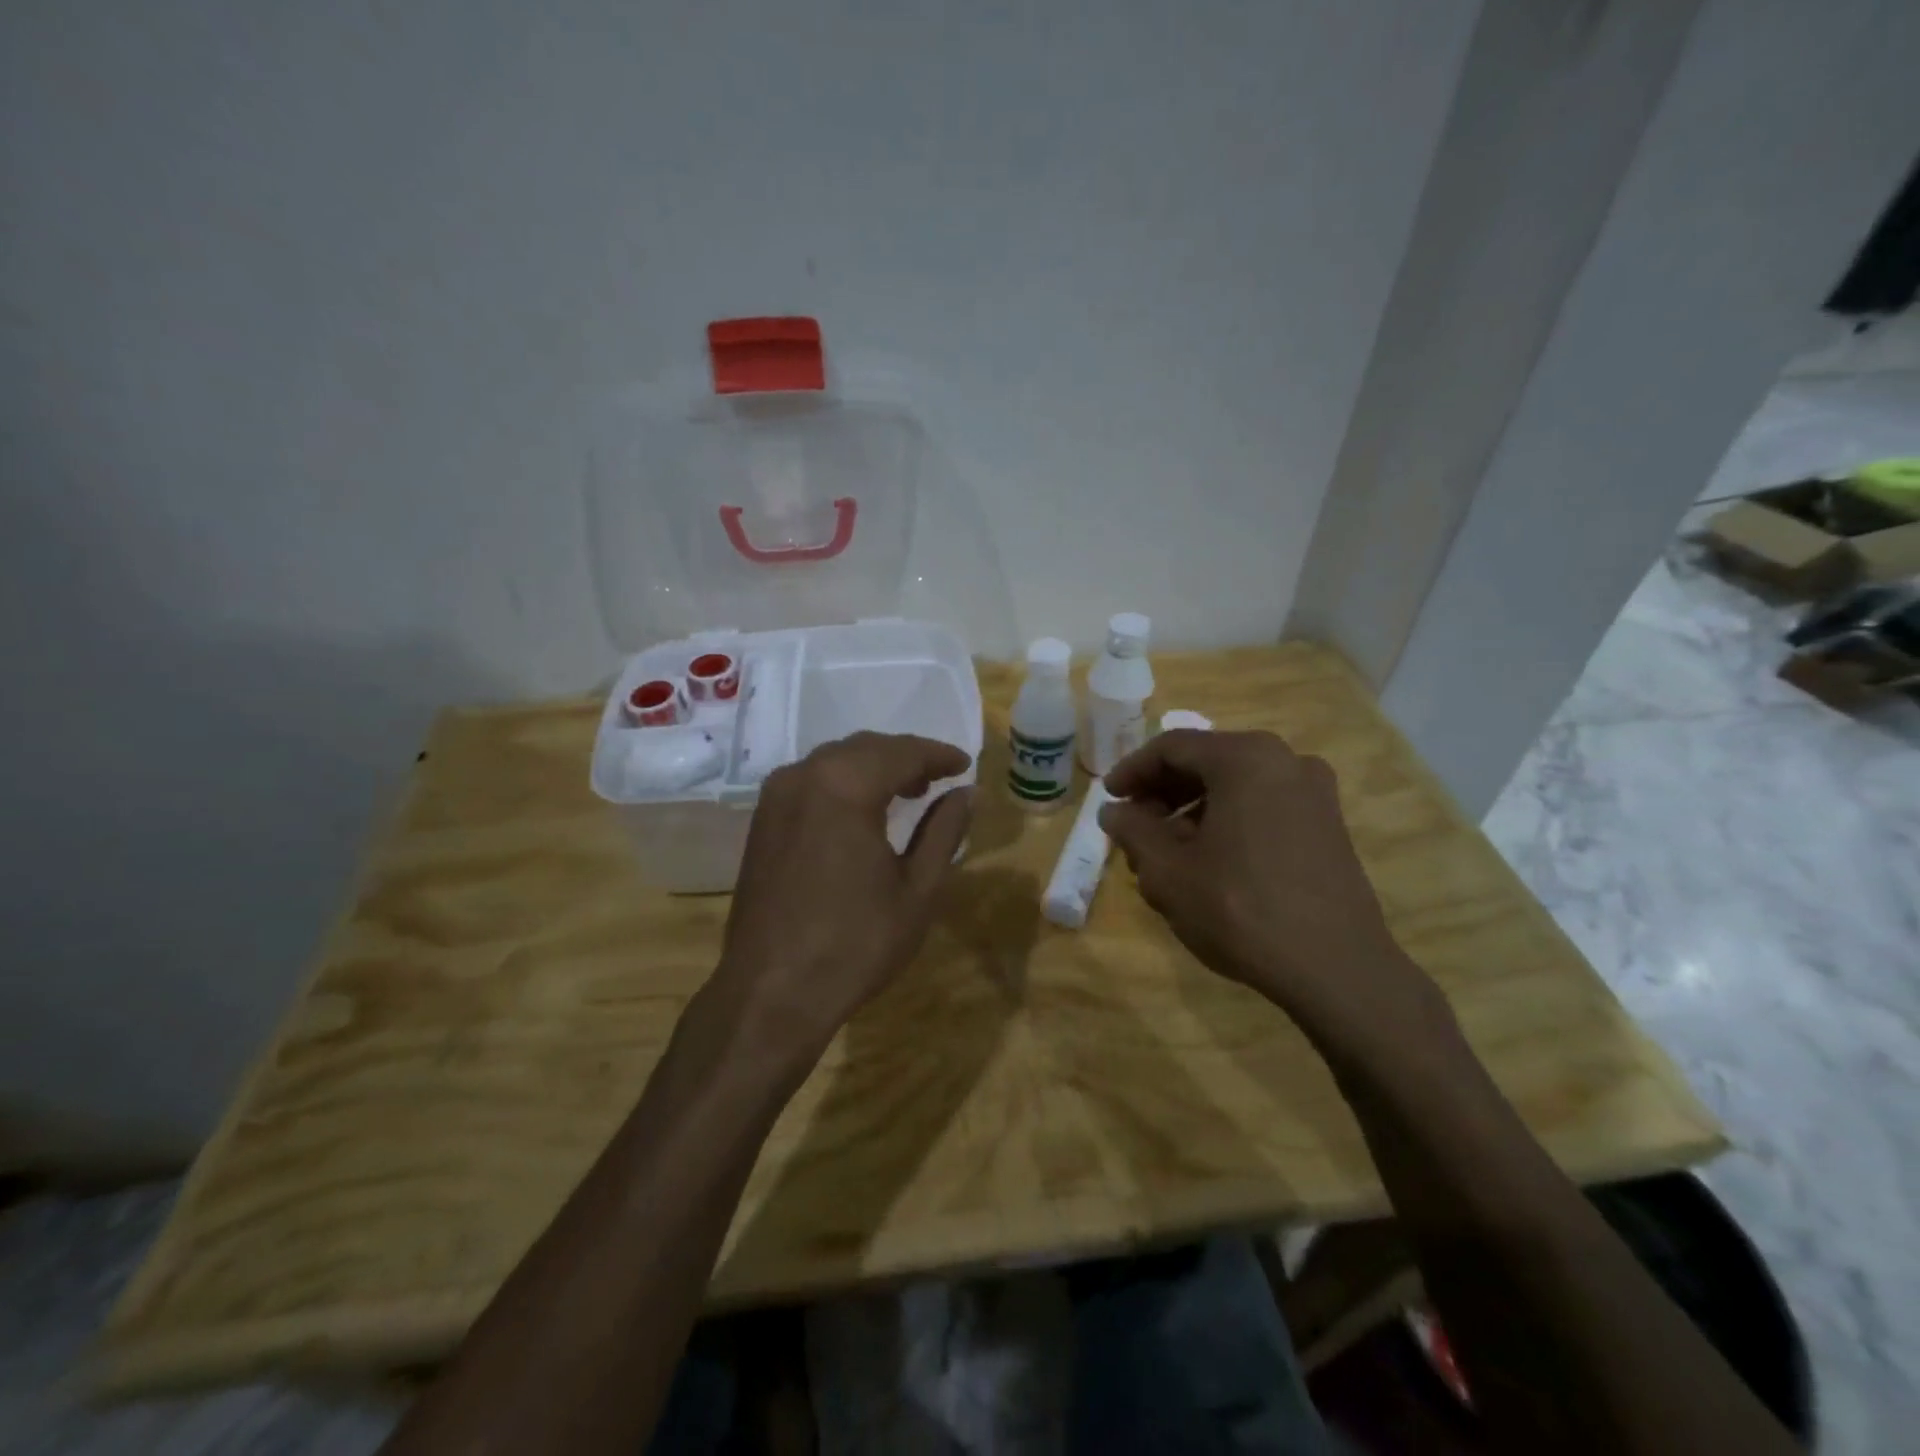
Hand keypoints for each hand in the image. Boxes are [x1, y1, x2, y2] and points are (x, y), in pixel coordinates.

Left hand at [712, 731, 973, 1064]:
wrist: (772, 993)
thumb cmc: (855, 944)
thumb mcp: (917, 890)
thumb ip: (944, 831)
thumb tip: (966, 792)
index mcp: (845, 786)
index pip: (901, 752)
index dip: (938, 755)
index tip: (965, 765)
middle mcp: (804, 777)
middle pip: (865, 748)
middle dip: (906, 758)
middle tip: (939, 780)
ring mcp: (775, 797)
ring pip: (835, 761)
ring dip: (874, 768)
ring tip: (908, 793)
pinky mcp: (761, 821)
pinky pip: (811, 781)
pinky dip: (844, 783)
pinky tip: (863, 810)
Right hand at [1099, 729, 1447, 1051]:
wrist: (1337, 968)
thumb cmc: (1240, 908)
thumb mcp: (1168, 871)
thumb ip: (1133, 830)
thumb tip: (1113, 811)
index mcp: (1245, 758)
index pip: (1172, 747)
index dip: (1132, 771)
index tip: (1108, 799)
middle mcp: (1285, 760)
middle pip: (1206, 761)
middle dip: (1162, 791)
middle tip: (1133, 824)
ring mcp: (1314, 792)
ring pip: (1235, 785)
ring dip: (1193, 808)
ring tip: (1165, 849)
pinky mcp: (1328, 825)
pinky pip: (1263, 805)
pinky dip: (1228, 819)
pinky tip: (1209, 859)